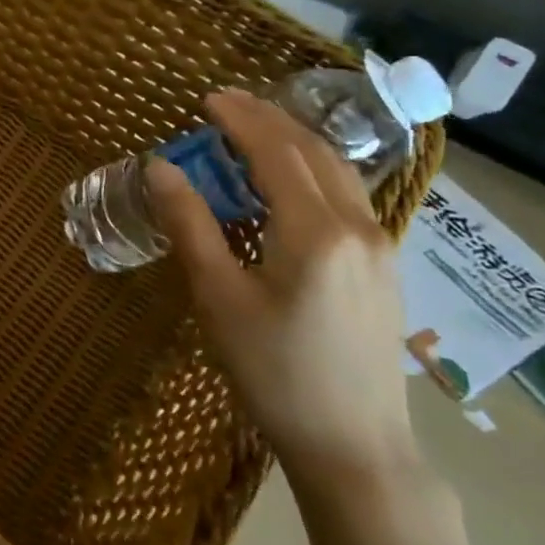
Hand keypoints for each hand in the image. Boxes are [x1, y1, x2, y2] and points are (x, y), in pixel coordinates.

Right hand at [145, 90, 420, 499]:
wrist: (354, 446)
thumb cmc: (274, 372)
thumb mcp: (219, 297)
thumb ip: (190, 225)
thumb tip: (160, 168)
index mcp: (316, 232)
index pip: (277, 152)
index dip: (241, 120)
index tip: (207, 99)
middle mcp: (358, 227)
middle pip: (313, 152)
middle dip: (268, 120)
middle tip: (225, 104)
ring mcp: (380, 247)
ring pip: (337, 172)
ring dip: (293, 142)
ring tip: (251, 131)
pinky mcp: (384, 267)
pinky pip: (346, 197)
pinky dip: (311, 171)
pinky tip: (285, 182)